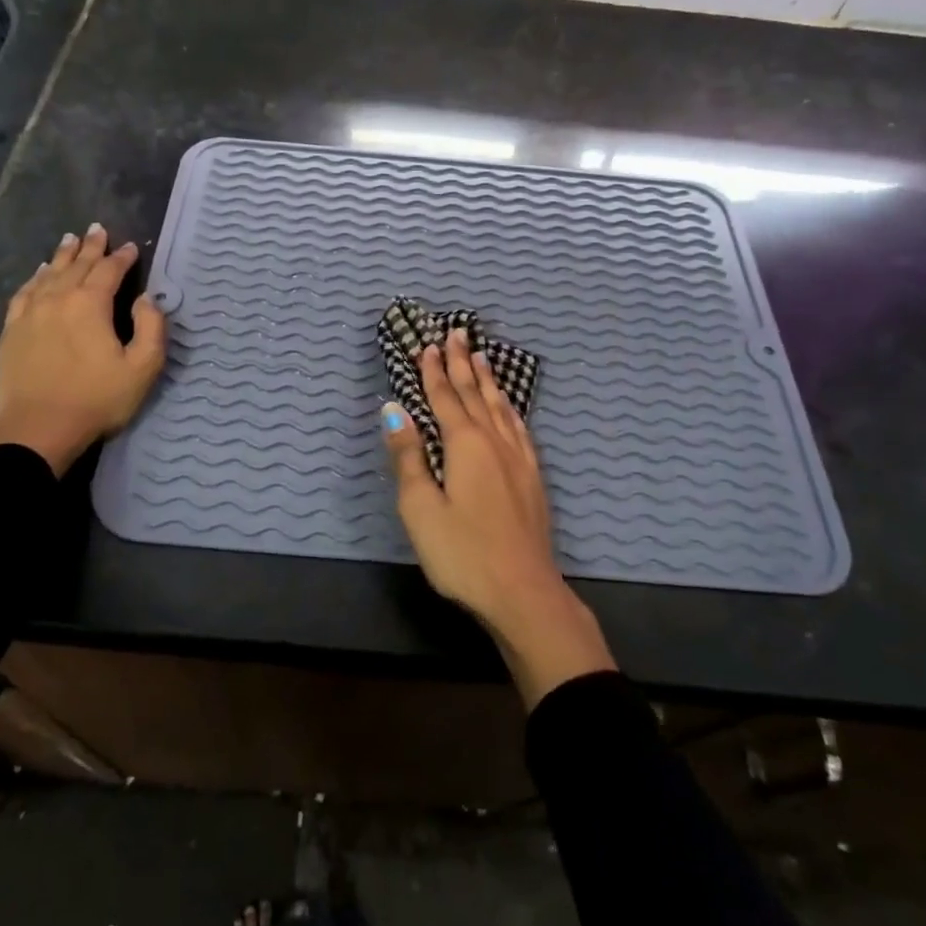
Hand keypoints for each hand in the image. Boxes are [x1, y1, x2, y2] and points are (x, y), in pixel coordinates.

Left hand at [0, 223, 167, 474]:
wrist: (39, 430)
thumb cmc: (97, 400)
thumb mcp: (142, 368)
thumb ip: (151, 328)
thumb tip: (146, 299)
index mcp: (90, 305)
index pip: (109, 270)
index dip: (123, 257)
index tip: (133, 247)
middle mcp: (58, 299)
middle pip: (76, 265)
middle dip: (91, 246)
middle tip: (98, 229)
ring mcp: (30, 314)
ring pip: (48, 274)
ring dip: (62, 255)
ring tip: (70, 239)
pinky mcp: (11, 332)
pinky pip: (24, 294)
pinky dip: (34, 279)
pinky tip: (38, 274)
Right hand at [381, 328, 615, 707]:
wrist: (523, 593)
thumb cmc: (462, 553)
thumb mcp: (421, 508)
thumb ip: (408, 456)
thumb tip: (393, 409)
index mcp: (465, 445)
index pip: (445, 398)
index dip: (434, 371)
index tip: (428, 345)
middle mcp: (495, 442)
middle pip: (476, 394)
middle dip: (463, 363)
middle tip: (458, 333)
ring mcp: (519, 459)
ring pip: (501, 407)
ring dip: (488, 380)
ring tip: (482, 356)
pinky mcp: (533, 477)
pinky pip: (519, 427)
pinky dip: (509, 408)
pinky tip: (510, 408)